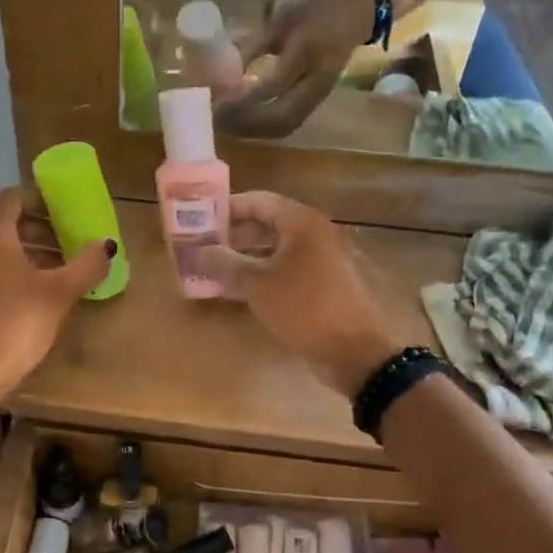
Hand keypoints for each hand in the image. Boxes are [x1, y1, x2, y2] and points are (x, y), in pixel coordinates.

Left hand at [0, 188, 113, 418]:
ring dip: (28, 249)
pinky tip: (38, 290)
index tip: (68, 210)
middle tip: (70, 239)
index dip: (41, 199)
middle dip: (39, 227)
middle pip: (5, 222)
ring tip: (61, 266)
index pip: (12, 197)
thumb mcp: (59, 293)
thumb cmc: (15, 324)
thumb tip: (106, 244)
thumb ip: (86, 264)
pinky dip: (13, 268)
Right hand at [201, 192, 407, 396]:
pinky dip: (261, 274)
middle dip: (233, 234)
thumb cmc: (304, 308)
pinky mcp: (322, 283)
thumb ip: (224, 264)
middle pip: (266, 223)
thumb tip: (198, 251)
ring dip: (244, 256)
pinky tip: (237, 289)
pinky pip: (284, 268)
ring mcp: (320, 258)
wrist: (354, 351)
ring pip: (274, 249)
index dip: (227, 208)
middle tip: (201, 245)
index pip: (258, 201)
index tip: (199, 217)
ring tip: (213, 268)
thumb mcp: (256, 285)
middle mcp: (313, 233)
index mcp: (301, 222)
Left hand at [216, 0, 374, 137]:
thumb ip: (251, 48)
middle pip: (280, 115)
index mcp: (306, 51)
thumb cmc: (313, 14)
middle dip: (245, 122)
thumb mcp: (280, 22)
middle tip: (217, 119)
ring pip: (284, 125)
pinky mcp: (316, 104)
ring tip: (226, 126)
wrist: (355, 16)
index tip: (217, 101)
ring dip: (253, 131)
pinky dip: (264, 130)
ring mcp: (319, 96)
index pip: (273, 85)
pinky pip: (289, 125)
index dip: (243, 99)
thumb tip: (219, 74)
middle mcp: (316, 80)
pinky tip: (245, 126)